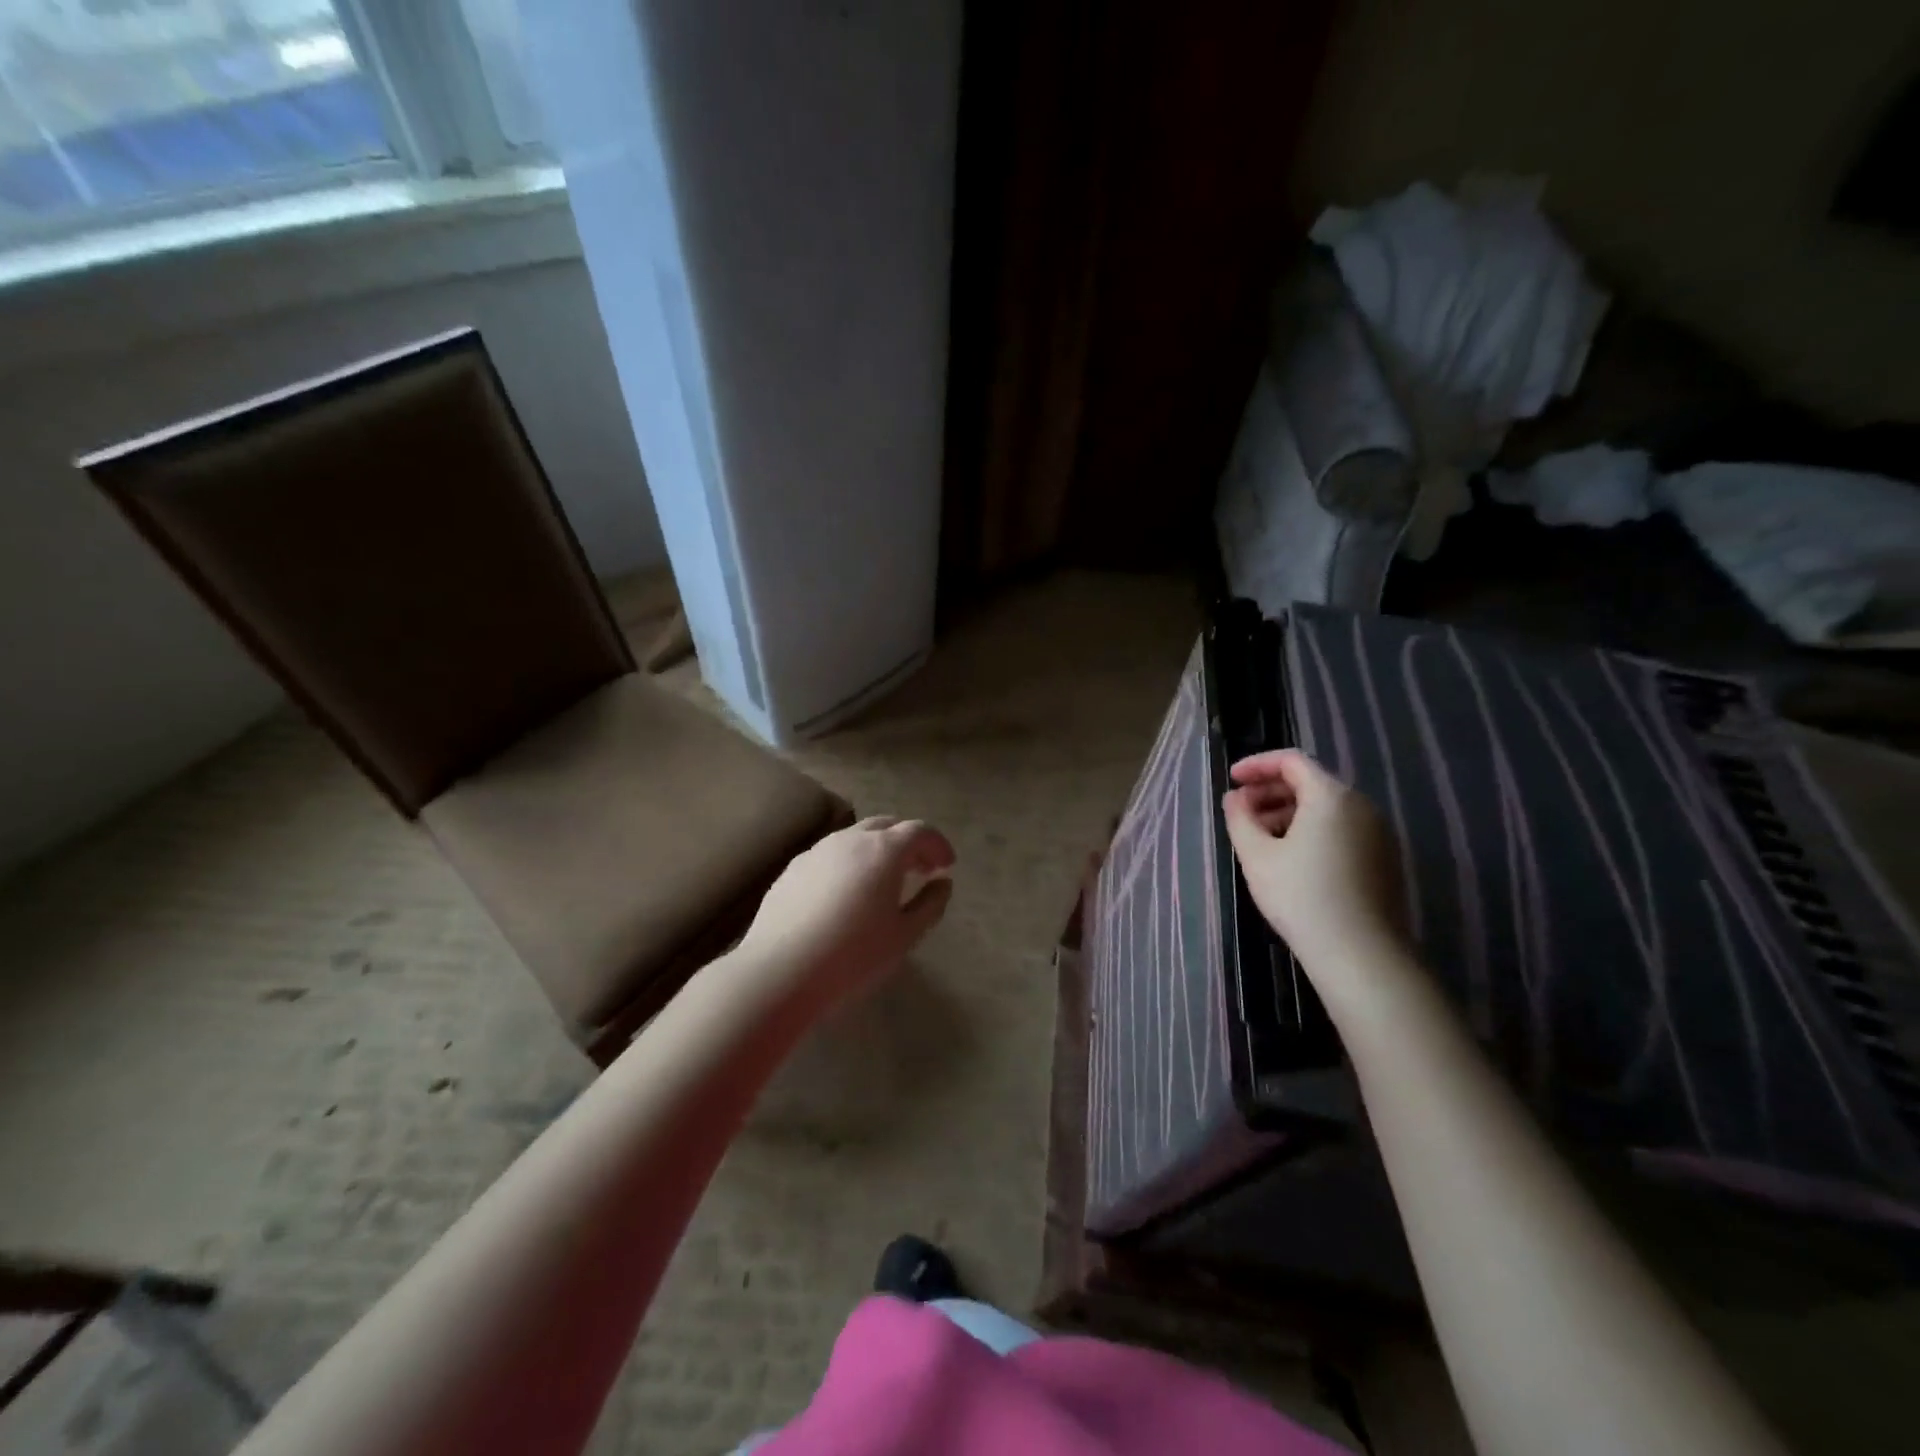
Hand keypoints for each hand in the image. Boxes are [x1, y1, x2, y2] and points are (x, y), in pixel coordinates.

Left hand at [740, 816, 955, 1001]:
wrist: (780, 970)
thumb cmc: (853, 955)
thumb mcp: (904, 936)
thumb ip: (930, 905)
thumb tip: (942, 884)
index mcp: (884, 850)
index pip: (919, 830)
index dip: (938, 845)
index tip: (947, 866)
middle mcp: (850, 839)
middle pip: (887, 826)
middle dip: (908, 842)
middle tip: (920, 869)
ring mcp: (817, 851)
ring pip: (856, 837)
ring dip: (877, 850)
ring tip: (884, 882)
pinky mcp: (793, 868)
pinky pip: (831, 855)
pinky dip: (850, 863)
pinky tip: (846, 894)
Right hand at [1222, 749, 1407, 977]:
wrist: (1361, 954)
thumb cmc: (1301, 896)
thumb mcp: (1256, 855)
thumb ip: (1240, 817)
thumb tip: (1235, 798)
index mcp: (1331, 796)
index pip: (1291, 761)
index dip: (1257, 765)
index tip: (1232, 780)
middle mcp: (1361, 806)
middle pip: (1311, 783)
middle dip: (1271, 791)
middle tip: (1241, 810)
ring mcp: (1378, 833)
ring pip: (1327, 808)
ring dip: (1289, 813)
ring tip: (1261, 837)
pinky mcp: (1385, 860)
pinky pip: (1342, 829)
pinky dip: (1312, 831)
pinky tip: (1291, 859)